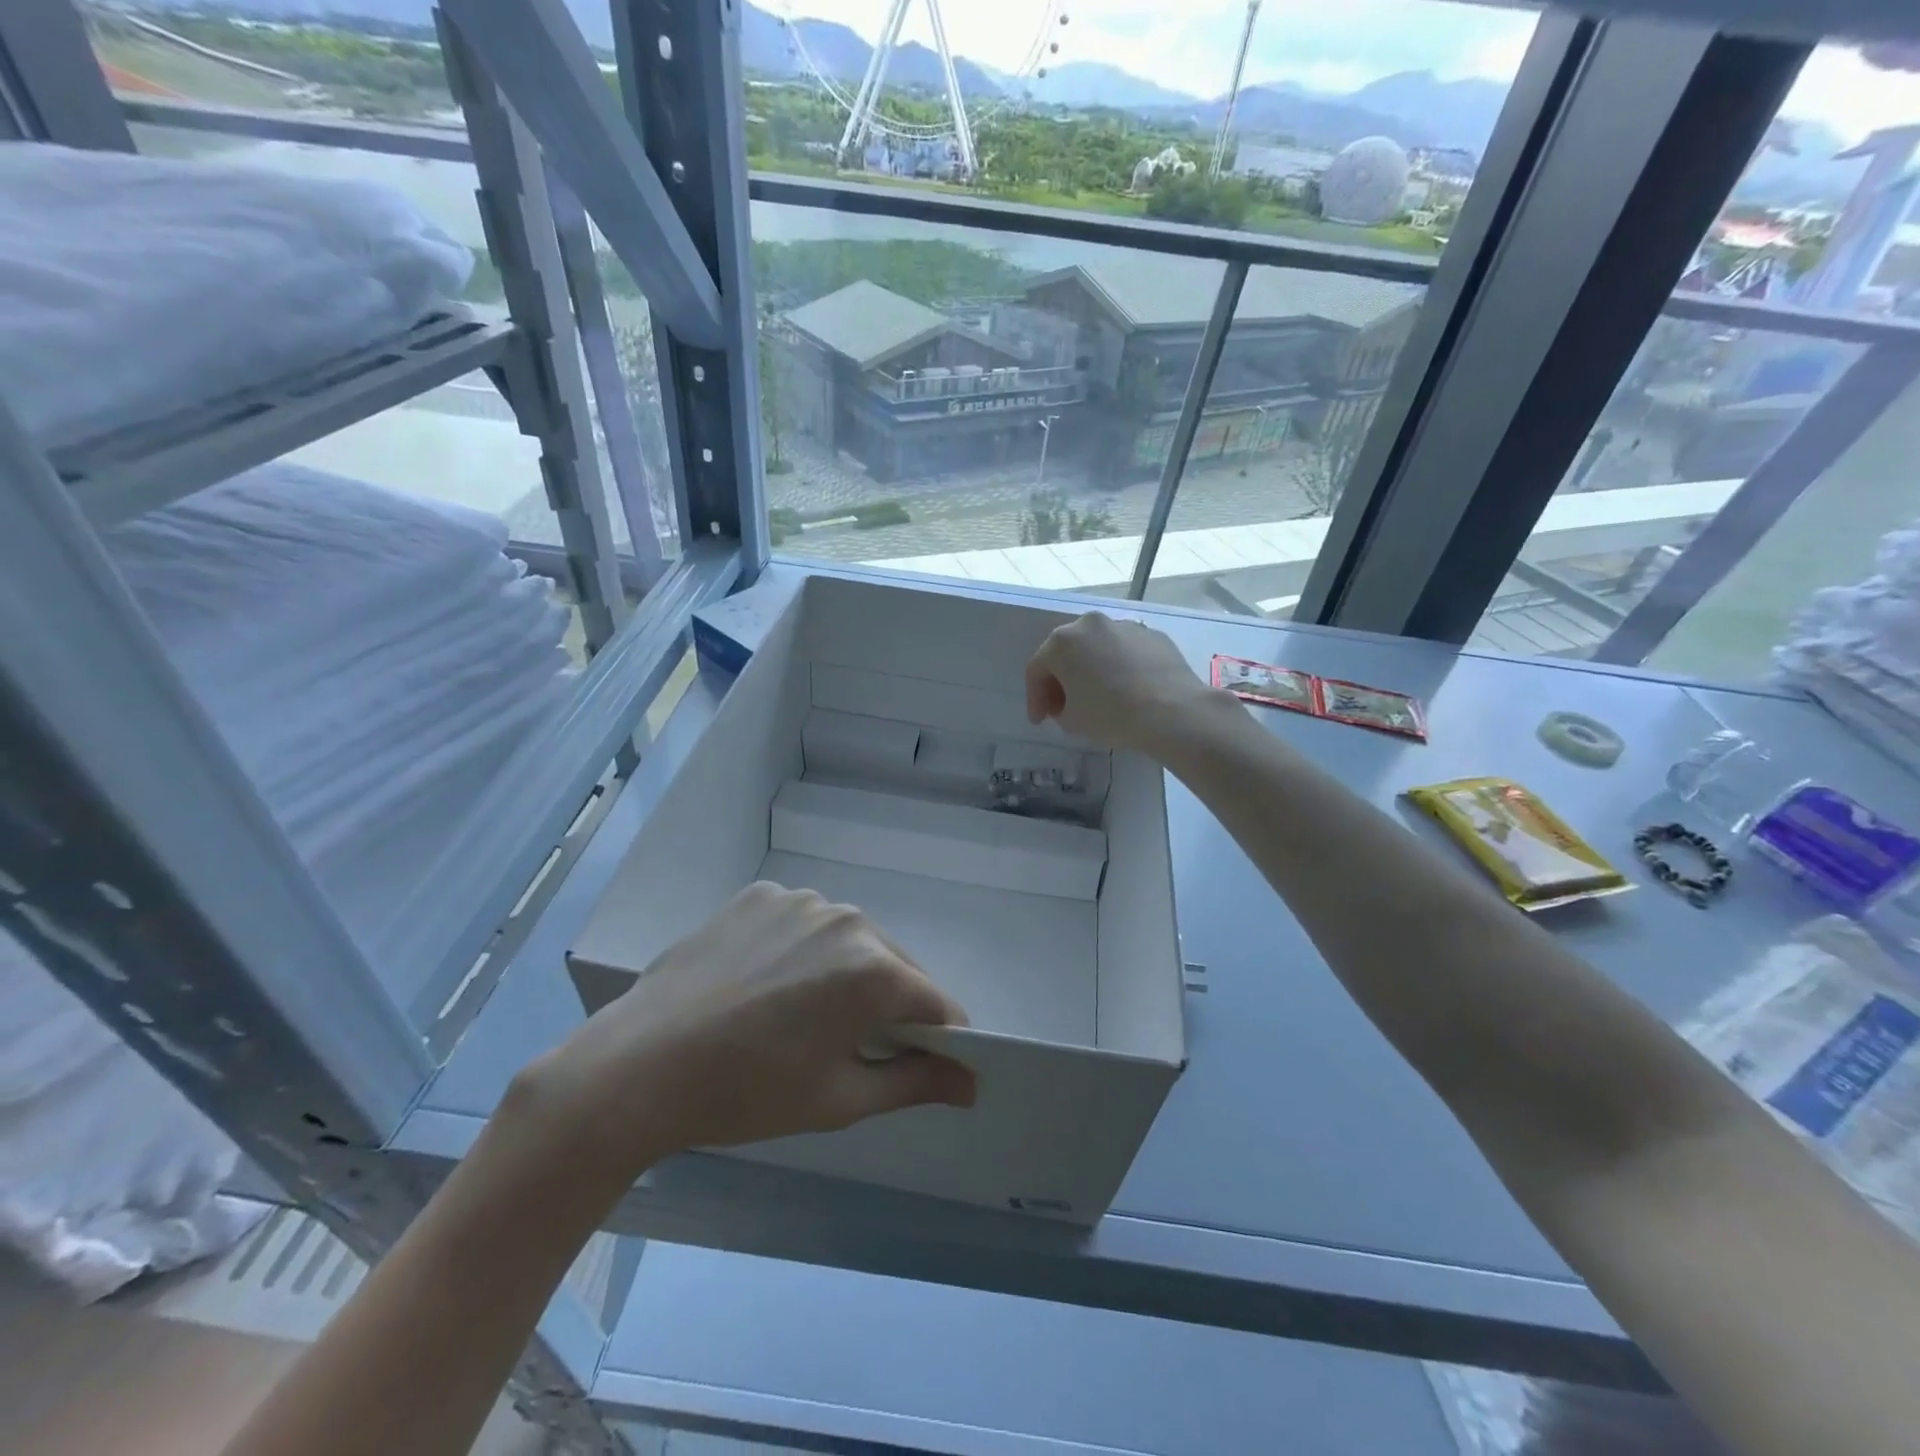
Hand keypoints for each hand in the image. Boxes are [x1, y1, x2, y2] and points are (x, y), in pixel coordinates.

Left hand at [524, 884, 975, 1180]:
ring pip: (848, 941)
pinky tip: (762, 983)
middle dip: (888, 1005)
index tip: (918, 1065)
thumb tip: (971, 1082)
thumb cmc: (749, 1094)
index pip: (937, 1003)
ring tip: (796, 1016)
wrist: (640, 1066)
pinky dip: (800, 950)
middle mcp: (848, 919)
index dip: (937, 1038)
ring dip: (843, 974)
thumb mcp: (841, 1099)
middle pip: (894, 966)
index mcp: (875, 970)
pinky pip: (802, 923)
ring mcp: (801, 900)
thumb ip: (915, 1082)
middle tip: (845, 1049)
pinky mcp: (761, 895)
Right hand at [1026, 612, 1219, 752]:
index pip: (1037, 670)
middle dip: (1062, 680)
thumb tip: (1070, 704)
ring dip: (1091, 670)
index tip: (1040, 722)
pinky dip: (1120, 668)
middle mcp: (1091, 624)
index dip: (1035, 699)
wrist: (1172, 711)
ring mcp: (1125, 626)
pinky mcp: (1153, 635)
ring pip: (1098, 649)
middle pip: (1067, 652)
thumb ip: (1060, 709)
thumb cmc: (1111, 714)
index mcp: (1062, 642)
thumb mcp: (1072, 721)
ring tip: (1098, 697)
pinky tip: (1127, 691)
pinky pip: (1125, 652)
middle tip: (1064, 707)